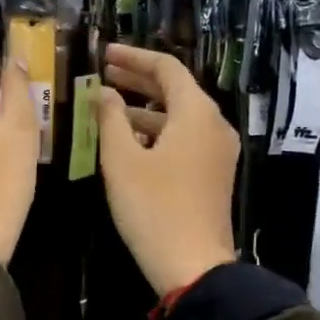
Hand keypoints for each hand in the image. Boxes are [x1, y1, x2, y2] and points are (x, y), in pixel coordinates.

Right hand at [95, 43, 239, 295]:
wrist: (193, 265)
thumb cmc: (153, 208)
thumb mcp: (122, 160)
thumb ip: (110, 119)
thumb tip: (103, 92)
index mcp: (196, 114)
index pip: (167, 68)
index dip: (134, 57)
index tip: (105, 54)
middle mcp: (214, 125)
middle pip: (176, 90)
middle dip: (138, 80)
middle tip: (103, 74)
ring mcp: (217, 151)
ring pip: (179, 116)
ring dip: (145, 108)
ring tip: (107, 107)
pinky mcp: (213, 174)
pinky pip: (185, 138)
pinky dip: (157, 131)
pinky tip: (129, 140)